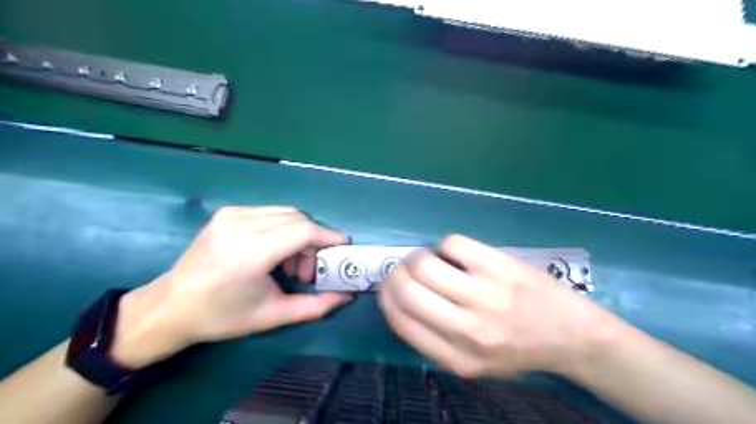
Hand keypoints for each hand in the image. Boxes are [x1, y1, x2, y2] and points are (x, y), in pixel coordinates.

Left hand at [111, 208, 351, 368]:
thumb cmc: (221, 317)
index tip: (342, 248)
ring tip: (291, 264)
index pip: (302, 230)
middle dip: (314, 240)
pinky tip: (275, 252)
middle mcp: (240, 225)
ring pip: (286, 213)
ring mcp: (231, 215)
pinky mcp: (227, 213)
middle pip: (297, 218)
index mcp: (249, 253)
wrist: (170, 307)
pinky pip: (270, 213)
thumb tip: (347, 295)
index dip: (327, 237)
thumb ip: (315, 306)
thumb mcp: (272, 316)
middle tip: (310, 268)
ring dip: (299, 234)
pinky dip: (283, 229)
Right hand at [382, 235, 616, 376]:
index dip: (386, 298)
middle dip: (396, 274)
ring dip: (417, 257)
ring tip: (429, 260)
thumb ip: (433, 340)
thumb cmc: (517, 350)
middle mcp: (467, 329)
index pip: (401, 321)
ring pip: (425, 263)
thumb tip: (399, 299)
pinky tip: (457, 255)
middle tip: (406, 270)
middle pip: (407, 289)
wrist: (572, 335)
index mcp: (456, 358)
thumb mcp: (472, 364)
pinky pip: (452, 244)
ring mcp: (485, 294)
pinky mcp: (499, 266)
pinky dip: (445, 246)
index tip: (389, 288)